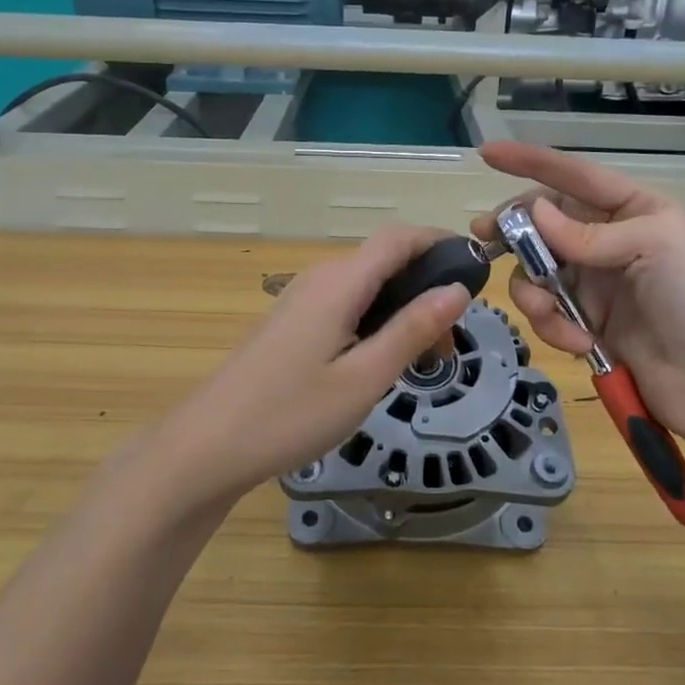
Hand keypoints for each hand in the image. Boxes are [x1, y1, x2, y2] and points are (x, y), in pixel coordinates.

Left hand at [148, 228, 471, 510]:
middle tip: (450, 342)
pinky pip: (345, 305)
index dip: (440, 242)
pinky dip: (375, 321)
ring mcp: (300, 300)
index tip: (477, 270)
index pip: (399, 238)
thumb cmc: (290, 414)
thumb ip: (412, 330)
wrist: (207, 447)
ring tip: (423, 359)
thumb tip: (458, 289)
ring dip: (402, 309)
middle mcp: (319, 278)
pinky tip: (379, 362)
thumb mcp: (364, 378)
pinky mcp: (290, 323)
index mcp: (339, 282)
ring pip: (365, 286)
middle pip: (384, 261)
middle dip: (426, 287)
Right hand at [468, 142, 684, 442]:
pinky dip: (552, 325)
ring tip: (550, 315)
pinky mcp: (583, 321)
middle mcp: (608, 240)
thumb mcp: (655, 247)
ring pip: (536, 270)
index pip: (575, 176)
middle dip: (514, 229)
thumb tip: (534, 213)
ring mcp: (593, 282)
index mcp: (633, 210)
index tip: (488, 154)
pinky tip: (579, 343)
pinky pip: (546, 311)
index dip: (531, 162)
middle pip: (544, 222)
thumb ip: (590, 233)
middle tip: (485, 237)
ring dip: (534, 292)